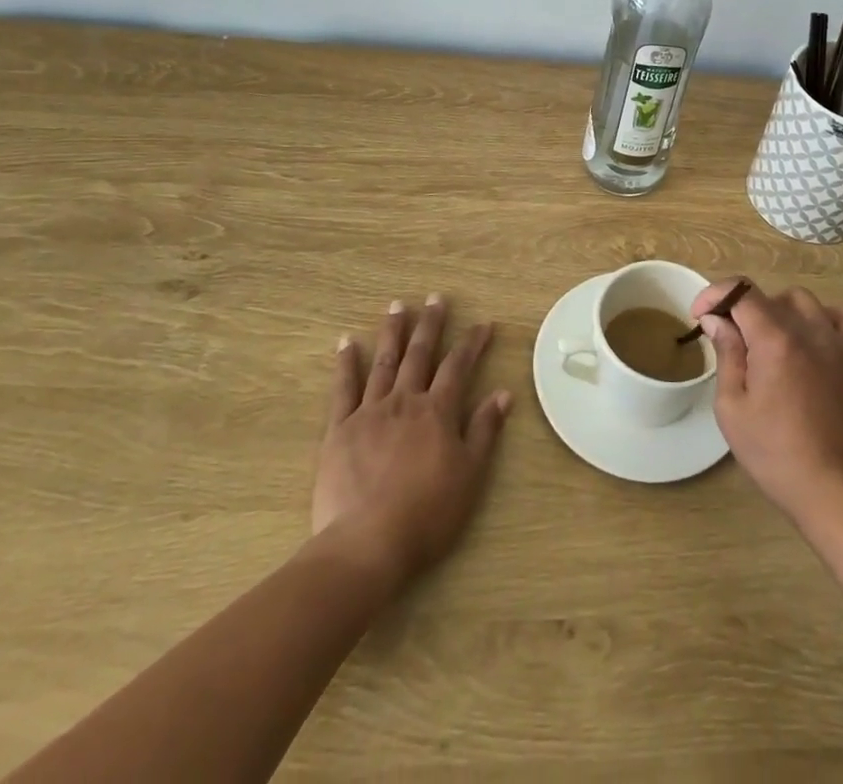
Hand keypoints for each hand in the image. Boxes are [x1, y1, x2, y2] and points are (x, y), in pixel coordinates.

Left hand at [312, 296, 512, 584]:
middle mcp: (405, 401)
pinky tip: (347, 342)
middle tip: (435, 298)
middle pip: (420, 354)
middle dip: (430, 324)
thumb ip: (484, 430)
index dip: (472, 343)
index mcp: (438, 411)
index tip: (483, 324)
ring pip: (384, 362)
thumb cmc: (427, 514)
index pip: (459, 366)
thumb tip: (503, 393)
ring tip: (397, 306)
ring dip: (392, 332)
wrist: (367, 544)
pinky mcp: (339, 429)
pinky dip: (346, 363)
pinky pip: (343, 388)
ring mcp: (369, 412)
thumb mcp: (469, 475)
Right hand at [693, 278, 842, 528]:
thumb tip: (717, 320)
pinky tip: (816, 341)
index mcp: (774, 339)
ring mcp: (840, 341)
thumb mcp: (733, 410)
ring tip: (771, 344)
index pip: (740, 291)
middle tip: (732, 344)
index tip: (701, 317)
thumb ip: (726, 355)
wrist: (842, 491)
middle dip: (742, 312)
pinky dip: (828, 318)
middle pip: (769, 297)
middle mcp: (809, 329)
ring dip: (780, 313)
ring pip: (804, 301)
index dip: (715, 296)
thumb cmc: (778, 456)